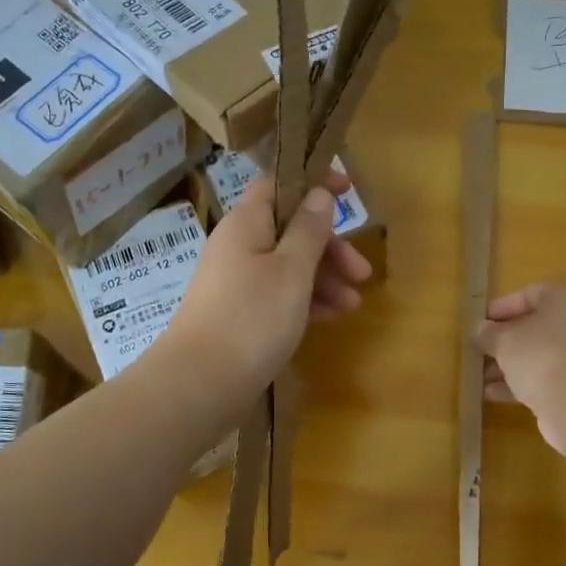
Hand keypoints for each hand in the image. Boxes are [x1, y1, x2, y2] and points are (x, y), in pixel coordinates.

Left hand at [158, 169, 372, 413]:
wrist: (202, 382)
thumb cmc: (252, 317)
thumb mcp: (292, 270)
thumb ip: (309, 230)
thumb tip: (319, 194)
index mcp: (246, 224)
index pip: (279, 185)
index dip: (314, 182)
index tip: (349, 190)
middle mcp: (239, 246)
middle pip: (290, 230)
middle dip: (330, 247)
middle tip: (363, 272)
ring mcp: (237, 282)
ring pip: (289, 266)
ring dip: (324, 278)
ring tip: (353, 304)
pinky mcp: (240, 313)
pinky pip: (279, 294)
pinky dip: (306, 300)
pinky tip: (330, 317)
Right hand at [475, 283, 565, 455]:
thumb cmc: (540, 357)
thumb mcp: (504, 341)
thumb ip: (488, 333)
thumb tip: (479, 330)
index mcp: (564, 300)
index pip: (529, 294)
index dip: (501, 307)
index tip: (478, 322)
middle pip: (533, 327)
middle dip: (502, 340)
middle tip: (477, 350)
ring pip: (536, 355)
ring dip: (507, 364)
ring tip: (479, 376)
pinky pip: (542, 377)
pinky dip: (519, 383)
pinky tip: (491, 394)